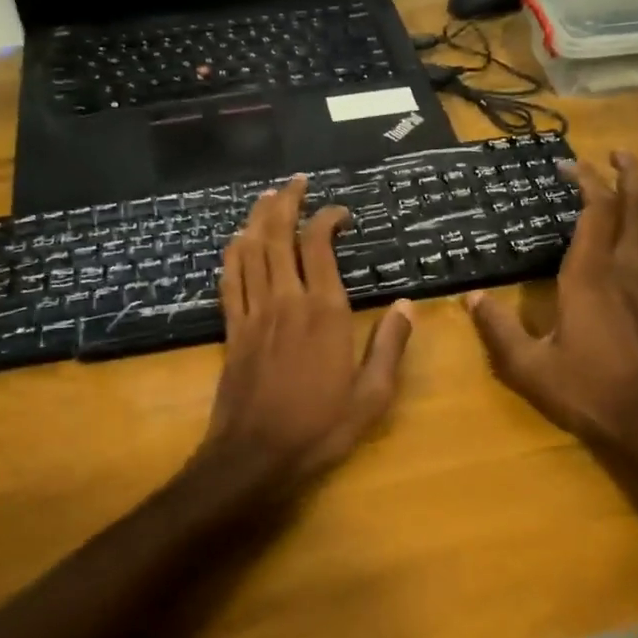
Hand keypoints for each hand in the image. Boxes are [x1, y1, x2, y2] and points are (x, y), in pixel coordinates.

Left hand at [196, 177, 414, 495]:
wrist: (255, 455)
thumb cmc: (320, 428)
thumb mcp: (372, 396)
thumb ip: (389, 346)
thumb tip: (408, 306)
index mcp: (325, 312)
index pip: (321, 246)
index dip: (328, 218)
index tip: (341, 212)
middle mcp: (287, 300)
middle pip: (279, 235)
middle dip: (286, 202)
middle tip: (296, 181)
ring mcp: (254, 311)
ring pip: (251, 249)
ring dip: (257, 218)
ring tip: (267, 197)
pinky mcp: (232, 327)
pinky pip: (229, 278)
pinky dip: (233, 252)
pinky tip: (237, 240)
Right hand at [465, 152, 637, 453]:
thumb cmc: (589, 391)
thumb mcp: (529, 367)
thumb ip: (498, 329)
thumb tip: (471, 297)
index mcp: (590, 278)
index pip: (595, 213)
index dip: (586, 182)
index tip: (567, 166)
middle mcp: (626, 271)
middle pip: (636, 208)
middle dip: (628, 174)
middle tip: (617, 152)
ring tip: (637, 179)